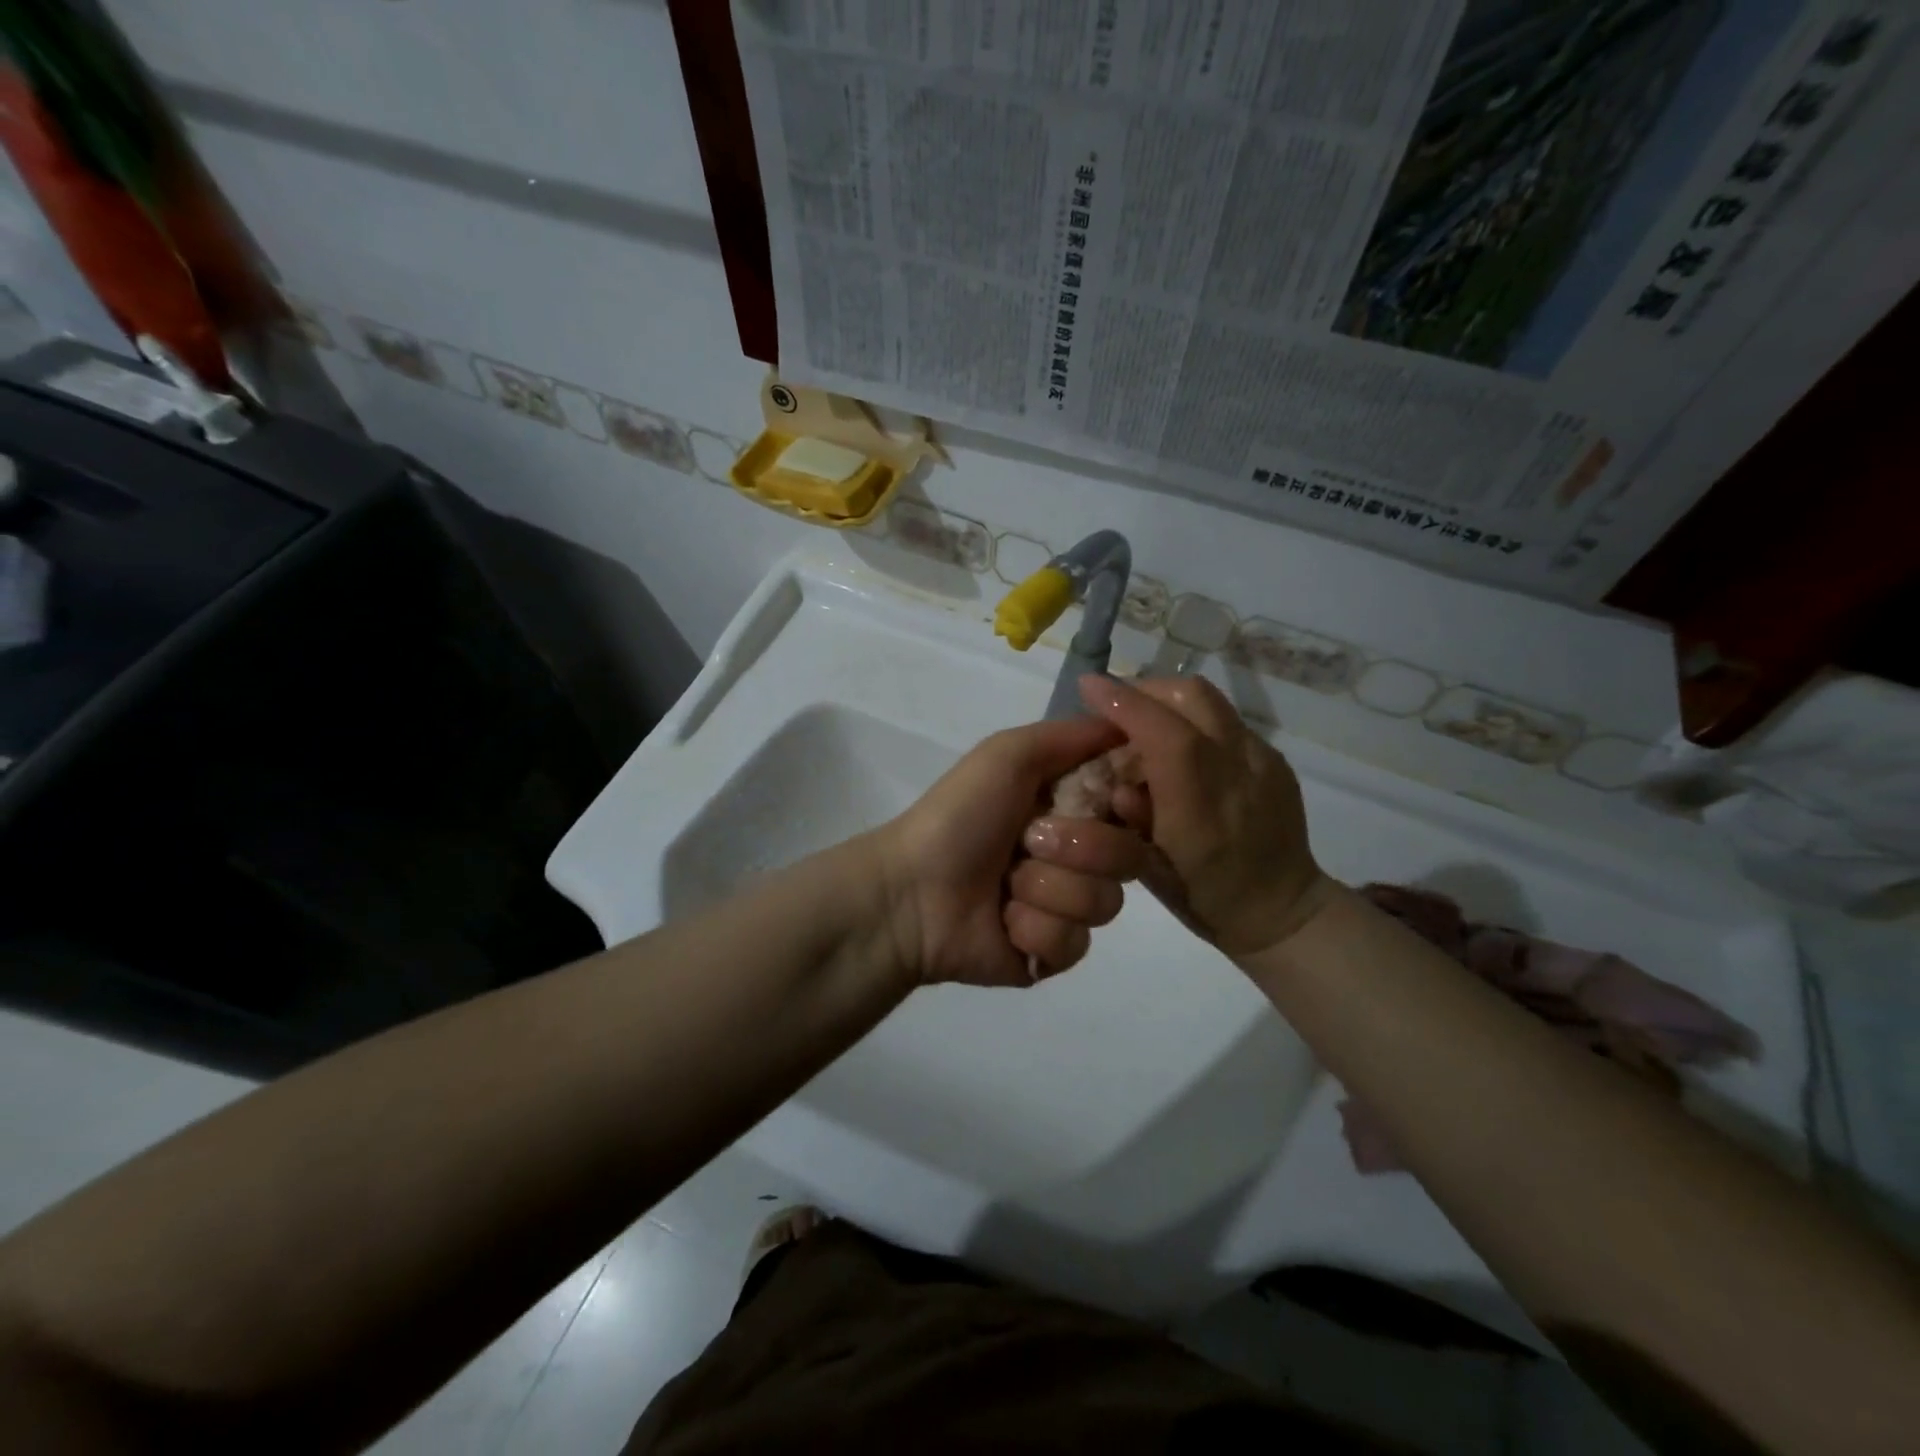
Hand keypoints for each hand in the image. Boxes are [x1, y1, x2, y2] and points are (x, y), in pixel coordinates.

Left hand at [875, 717, 1148, 986]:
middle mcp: (1077, 854)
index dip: (1133, 805)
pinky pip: (1076, 944)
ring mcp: (1067, 906)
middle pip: (1130, 856)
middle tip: (1028, 842)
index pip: (1135, 805)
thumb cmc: (960, 815)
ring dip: (1048, 890)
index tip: (1113, 800)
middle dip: (1081, 847)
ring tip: (1006, 886)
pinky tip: (1003, 922)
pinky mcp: (1054, 952)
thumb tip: (1131, 728)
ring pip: (1105, 903)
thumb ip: (1073, 734)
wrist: (913, 891)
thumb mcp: (1009, 754)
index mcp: (1070, 806)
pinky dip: (1035, 929)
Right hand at [1077, 674, 1336, 958]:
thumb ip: (1130, 817)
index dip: (1123, 703)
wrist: (1282, 911)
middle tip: (1115, 704)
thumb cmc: (1206, 898)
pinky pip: (1226, 721)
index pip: (1164, 732)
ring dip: (1168, 700)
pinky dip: (1192, 719)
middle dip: (1145, 689)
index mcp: (1203, 806)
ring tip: (1143, 719)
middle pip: (1192, 696)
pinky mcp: (1275, 761)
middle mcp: (1239, 771)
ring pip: (1211, 701)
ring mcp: (1263, 761)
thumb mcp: (1152, 870)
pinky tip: (1180, 746)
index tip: (1088, 686)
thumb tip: (1113, 778)